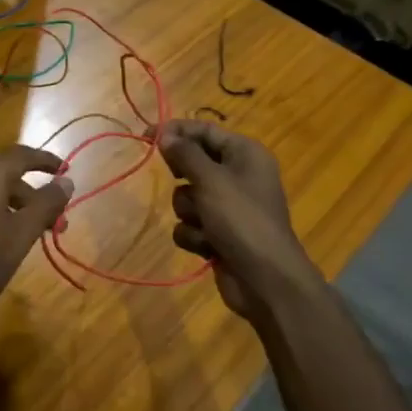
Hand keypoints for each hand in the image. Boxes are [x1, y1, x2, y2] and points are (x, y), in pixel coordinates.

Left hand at [0, 145, 74, 326]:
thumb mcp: (20, 236)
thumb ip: (45, 205)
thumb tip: (66, 181)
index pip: (19, 155)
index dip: (45, 160)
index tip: (65, 171)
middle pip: (3, 176)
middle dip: (32, 196)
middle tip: (55, 222)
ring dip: (12, 207)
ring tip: (29, 234)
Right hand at [157, 119, 320, 322]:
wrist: (266, 279)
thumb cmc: (242, 220)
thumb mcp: (211, 180)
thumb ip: (185, 154)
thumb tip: (165, 134)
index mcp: (245, 154)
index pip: (204, 130)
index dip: (175, 131)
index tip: (145, 135)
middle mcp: (237, 176)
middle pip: (192, 163)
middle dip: (184, 179)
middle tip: (182, 181)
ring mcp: (227, 207)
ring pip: (186, 196)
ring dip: (190, 212)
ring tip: (206, 224)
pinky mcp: (217, 233)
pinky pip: (189, 223)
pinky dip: (194, 234)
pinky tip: (208, 246)